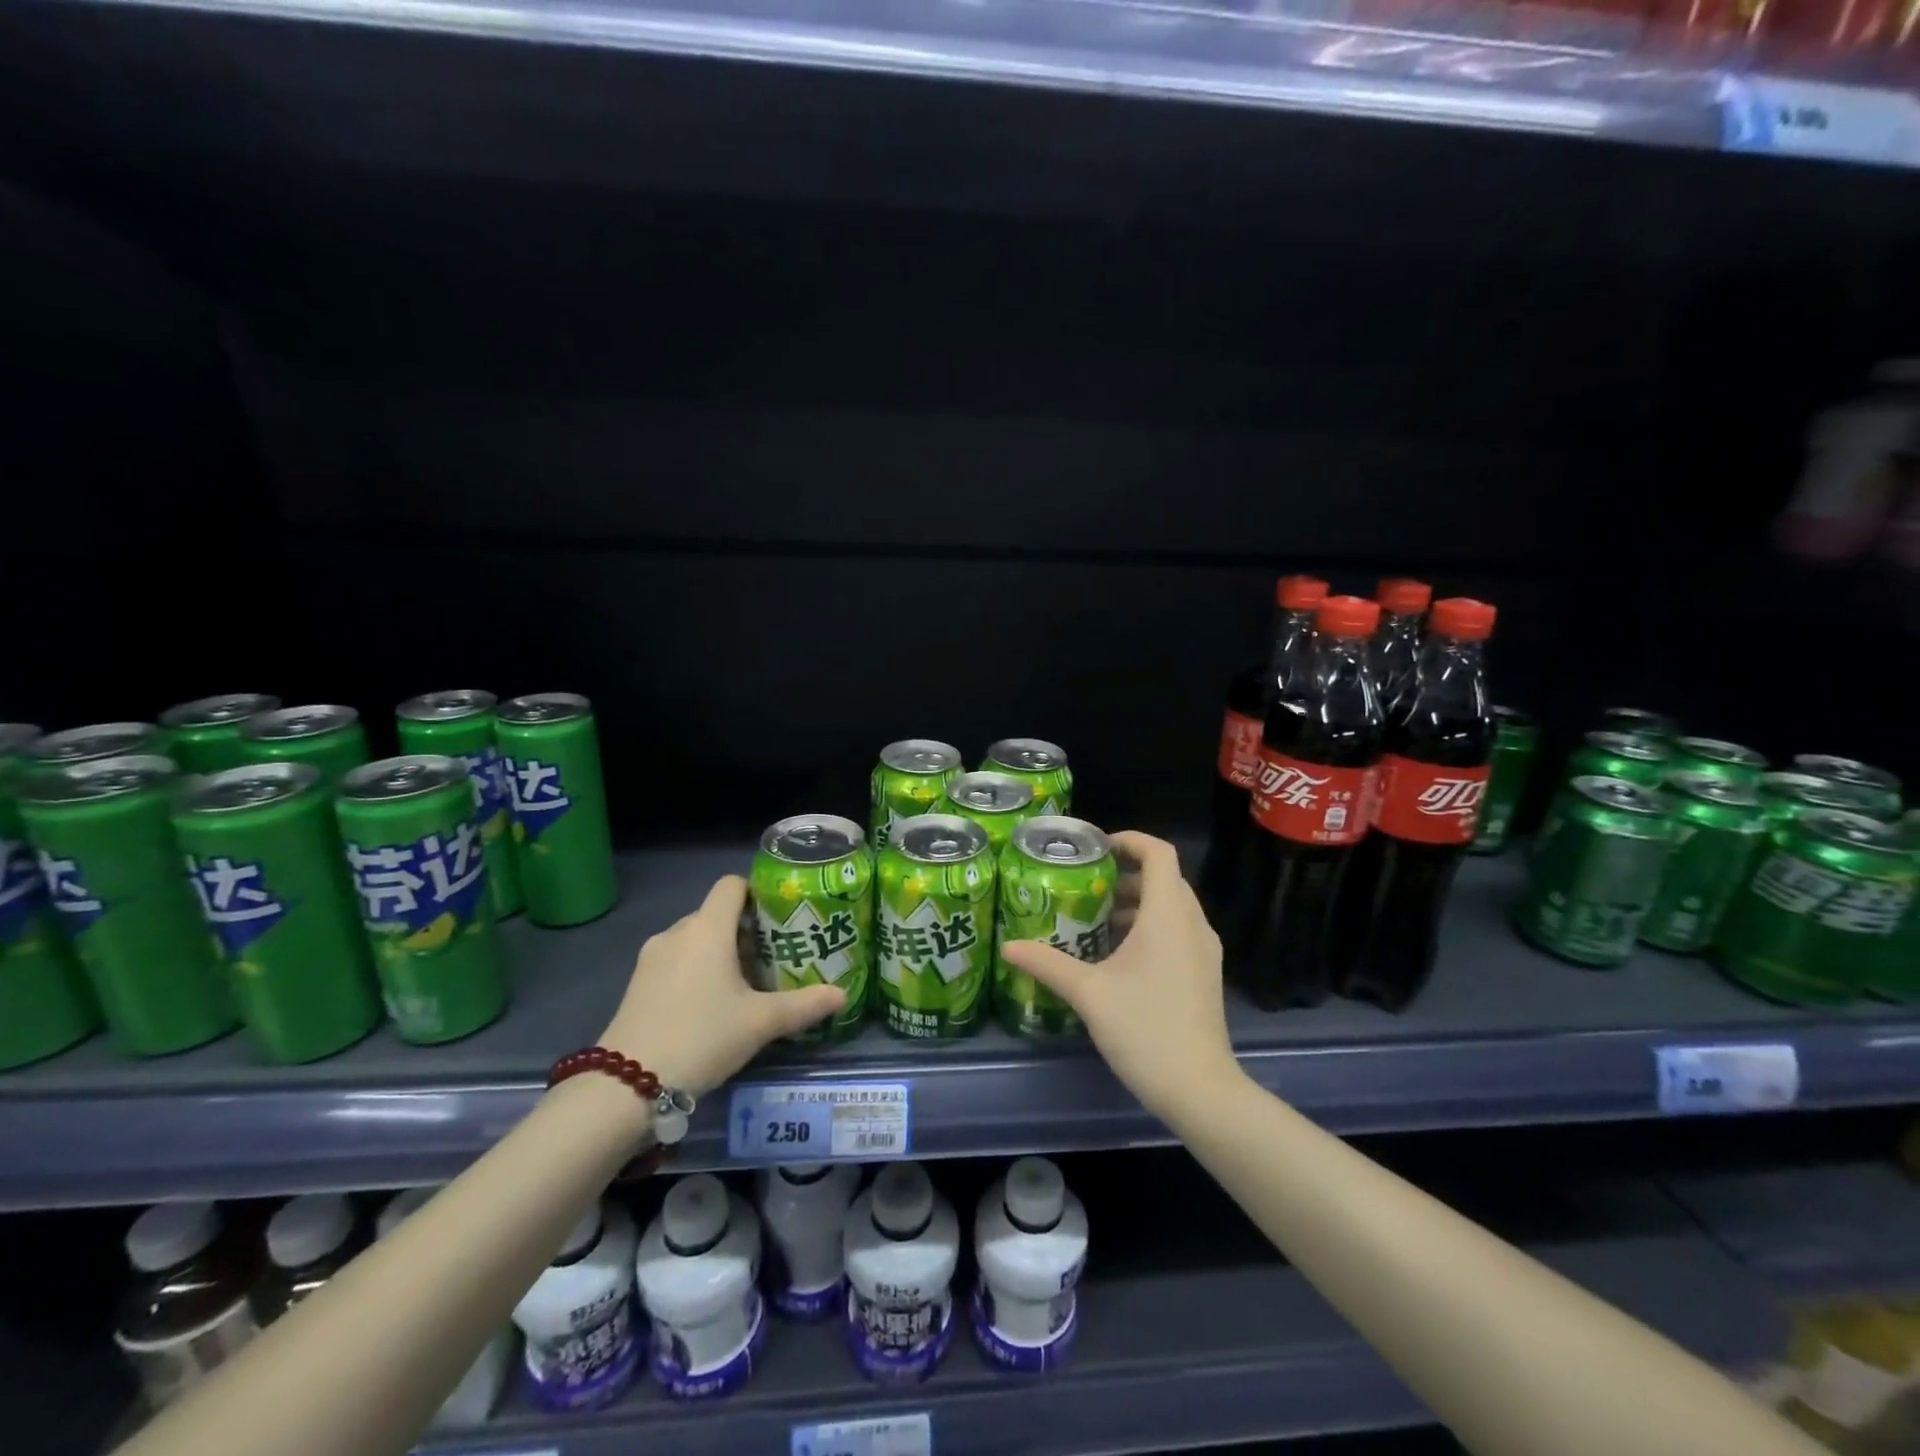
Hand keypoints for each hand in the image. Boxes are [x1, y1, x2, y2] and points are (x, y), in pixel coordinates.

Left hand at [599, 876, 843, 1095]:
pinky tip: (710, 1005)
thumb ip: (804, 1005)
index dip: (757, 893)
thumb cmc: (702, 1037)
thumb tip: (843, 995)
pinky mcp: (637, 983)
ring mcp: (652, 957)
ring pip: (695, 939)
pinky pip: (675, 961)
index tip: (779, 919)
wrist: (626, 1086)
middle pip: (716, 914)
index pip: (732, 884)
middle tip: (772, 958)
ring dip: (718, 953)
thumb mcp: (761, 1023)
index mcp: (708, 928)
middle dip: (744, 931)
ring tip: (744, 984)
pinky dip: (695, 971)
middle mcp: (677, 932)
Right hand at [999, 832, 1239, 1123]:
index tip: (1095, 849)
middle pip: (1164, 878)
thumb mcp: (1088, 993)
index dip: (1129, 840)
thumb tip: (1008, 946)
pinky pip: (1178, 931)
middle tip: (1085, 884)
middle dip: (1125, 874)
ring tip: (1094, 919)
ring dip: (1136, 903)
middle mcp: (1192, 923)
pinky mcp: (1205, 973)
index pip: (1158, 853)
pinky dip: (1150, 926)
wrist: (1200, 1089)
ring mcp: (1204, 950)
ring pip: (1172, 906)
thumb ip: (1047, 963)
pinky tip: (1118, 955)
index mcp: (1169, 914)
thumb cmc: (1144, 1028)